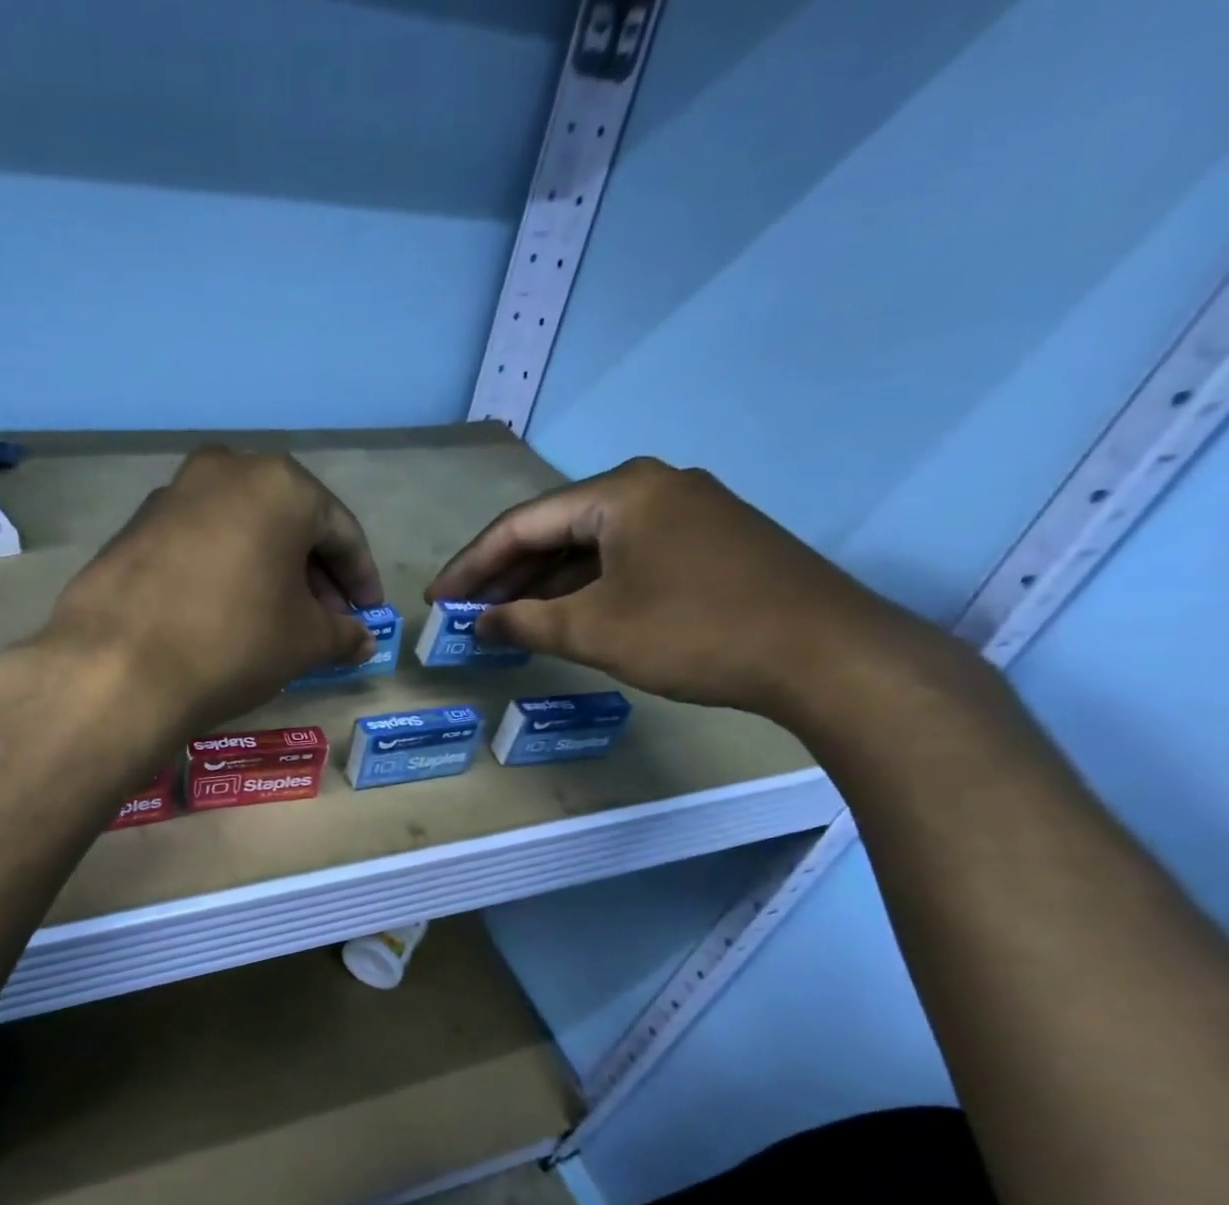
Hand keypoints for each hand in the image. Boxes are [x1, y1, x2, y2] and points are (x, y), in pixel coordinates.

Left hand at [39, 446, 384, 734]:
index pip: (340, 530)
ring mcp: (172, 495)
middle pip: (288, 523)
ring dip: (269, 571)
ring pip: (242, 530)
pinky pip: (200, 543)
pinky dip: (225, 571)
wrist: (118, 666)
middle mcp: (225, 471)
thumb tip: (362, 641)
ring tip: (278, 620)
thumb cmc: (234, 641)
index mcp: (279, 484)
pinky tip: (226, 613)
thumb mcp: (305, 642)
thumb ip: (343, 634)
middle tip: (327, 620)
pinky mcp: (134, 527)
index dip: (360, 578)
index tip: (368, 614)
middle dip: (314, 574)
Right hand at [426, 456, 927, 719]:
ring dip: (546, 582)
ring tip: (506, 618)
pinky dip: (589, 586)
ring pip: (593, 545)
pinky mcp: (711, 542)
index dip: (471, 564)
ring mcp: (689, 512)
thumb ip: (525, 623)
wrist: (827, 655)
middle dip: (507, 574)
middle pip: (557, 529)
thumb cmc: (695, 632)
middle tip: (467, 611)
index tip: (437, 598)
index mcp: (621, 492)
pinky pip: (628, 557)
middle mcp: (654, 486)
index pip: (522, 523)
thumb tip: (478, 624)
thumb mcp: (595, 630)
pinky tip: (567, 614)